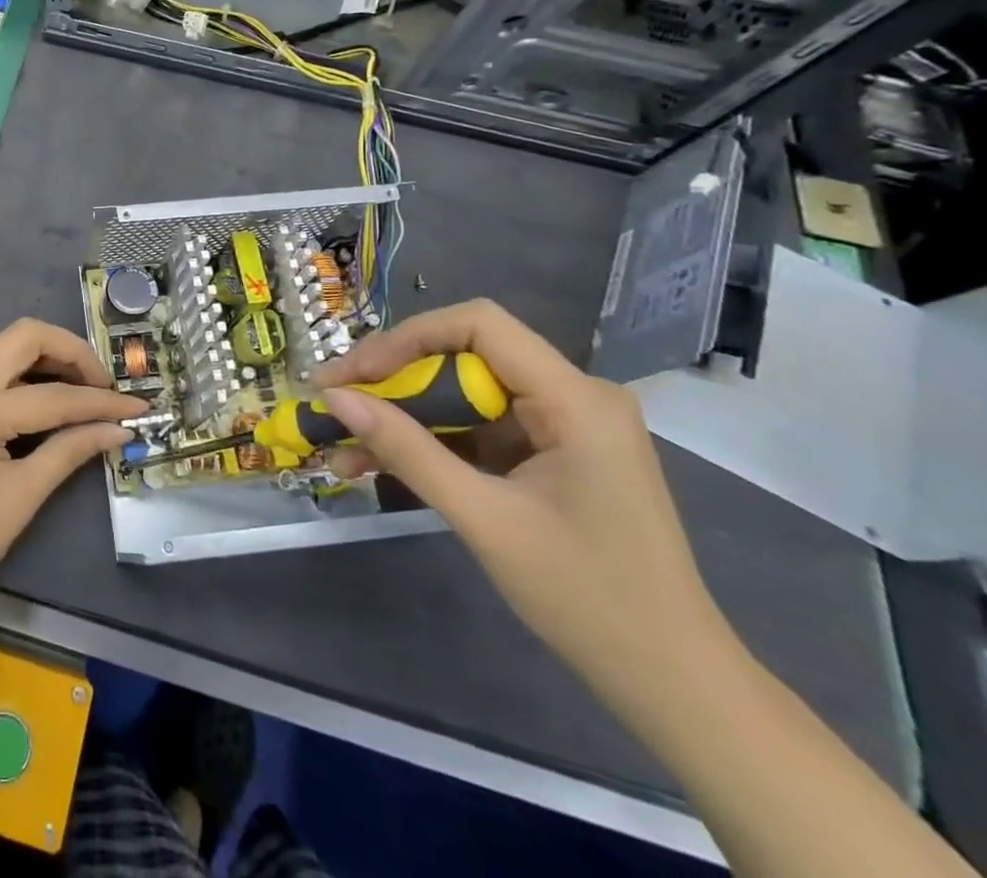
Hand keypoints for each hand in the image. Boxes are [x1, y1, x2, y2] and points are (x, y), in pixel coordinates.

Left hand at [0, 319, 144, 624]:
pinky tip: (54, 399)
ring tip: (87, 389)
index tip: (138, 405)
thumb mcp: (21, 497)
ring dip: (51, 358)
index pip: (51, 394)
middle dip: (72, 352)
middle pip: (25, 336)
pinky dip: (29, 374)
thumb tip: (118, 430)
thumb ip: (70, 452)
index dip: (99, 401)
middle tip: (104, 385)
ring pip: (9, 347)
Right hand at [318, 301, 730, 697]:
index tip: (355, 375)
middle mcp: (574, 395)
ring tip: (345, 442)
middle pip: (465, 356)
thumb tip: (335, 398)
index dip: (406, 338)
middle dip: (394, 379)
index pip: (478, 325)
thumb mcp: (484, 519)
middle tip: (336, 402)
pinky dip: (432, 442)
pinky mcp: (553, 452)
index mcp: (576, 400)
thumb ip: (406, 450)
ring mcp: (565, 424)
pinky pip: (479, 427)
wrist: (673, 683)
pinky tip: (380, 462)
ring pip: (464, 393)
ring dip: (405, 415)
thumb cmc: (587, 598)